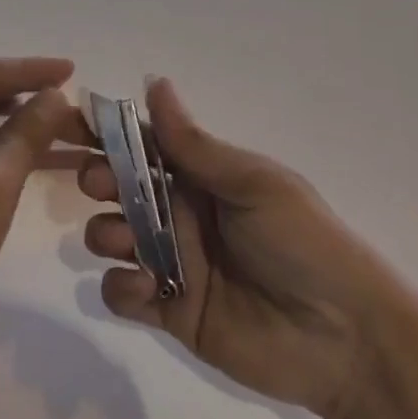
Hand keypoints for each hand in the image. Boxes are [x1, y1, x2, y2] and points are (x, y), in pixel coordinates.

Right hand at [80, 77, 400, 418]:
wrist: (346, 338)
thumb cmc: (302, 242)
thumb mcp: (252, 183)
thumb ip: (193, 143)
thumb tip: (153, 81)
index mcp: (201, 176)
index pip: (142, 145)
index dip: (106, 134)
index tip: (70, 124)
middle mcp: (180, 213)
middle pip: (118, 188)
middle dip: (99, 181)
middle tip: (101, 186)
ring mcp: (173, 263)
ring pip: (111, 236)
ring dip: (105, 232)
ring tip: (126, 243)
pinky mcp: (169, 311)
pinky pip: (122, 293)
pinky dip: (121, 287)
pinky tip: (144, 289)